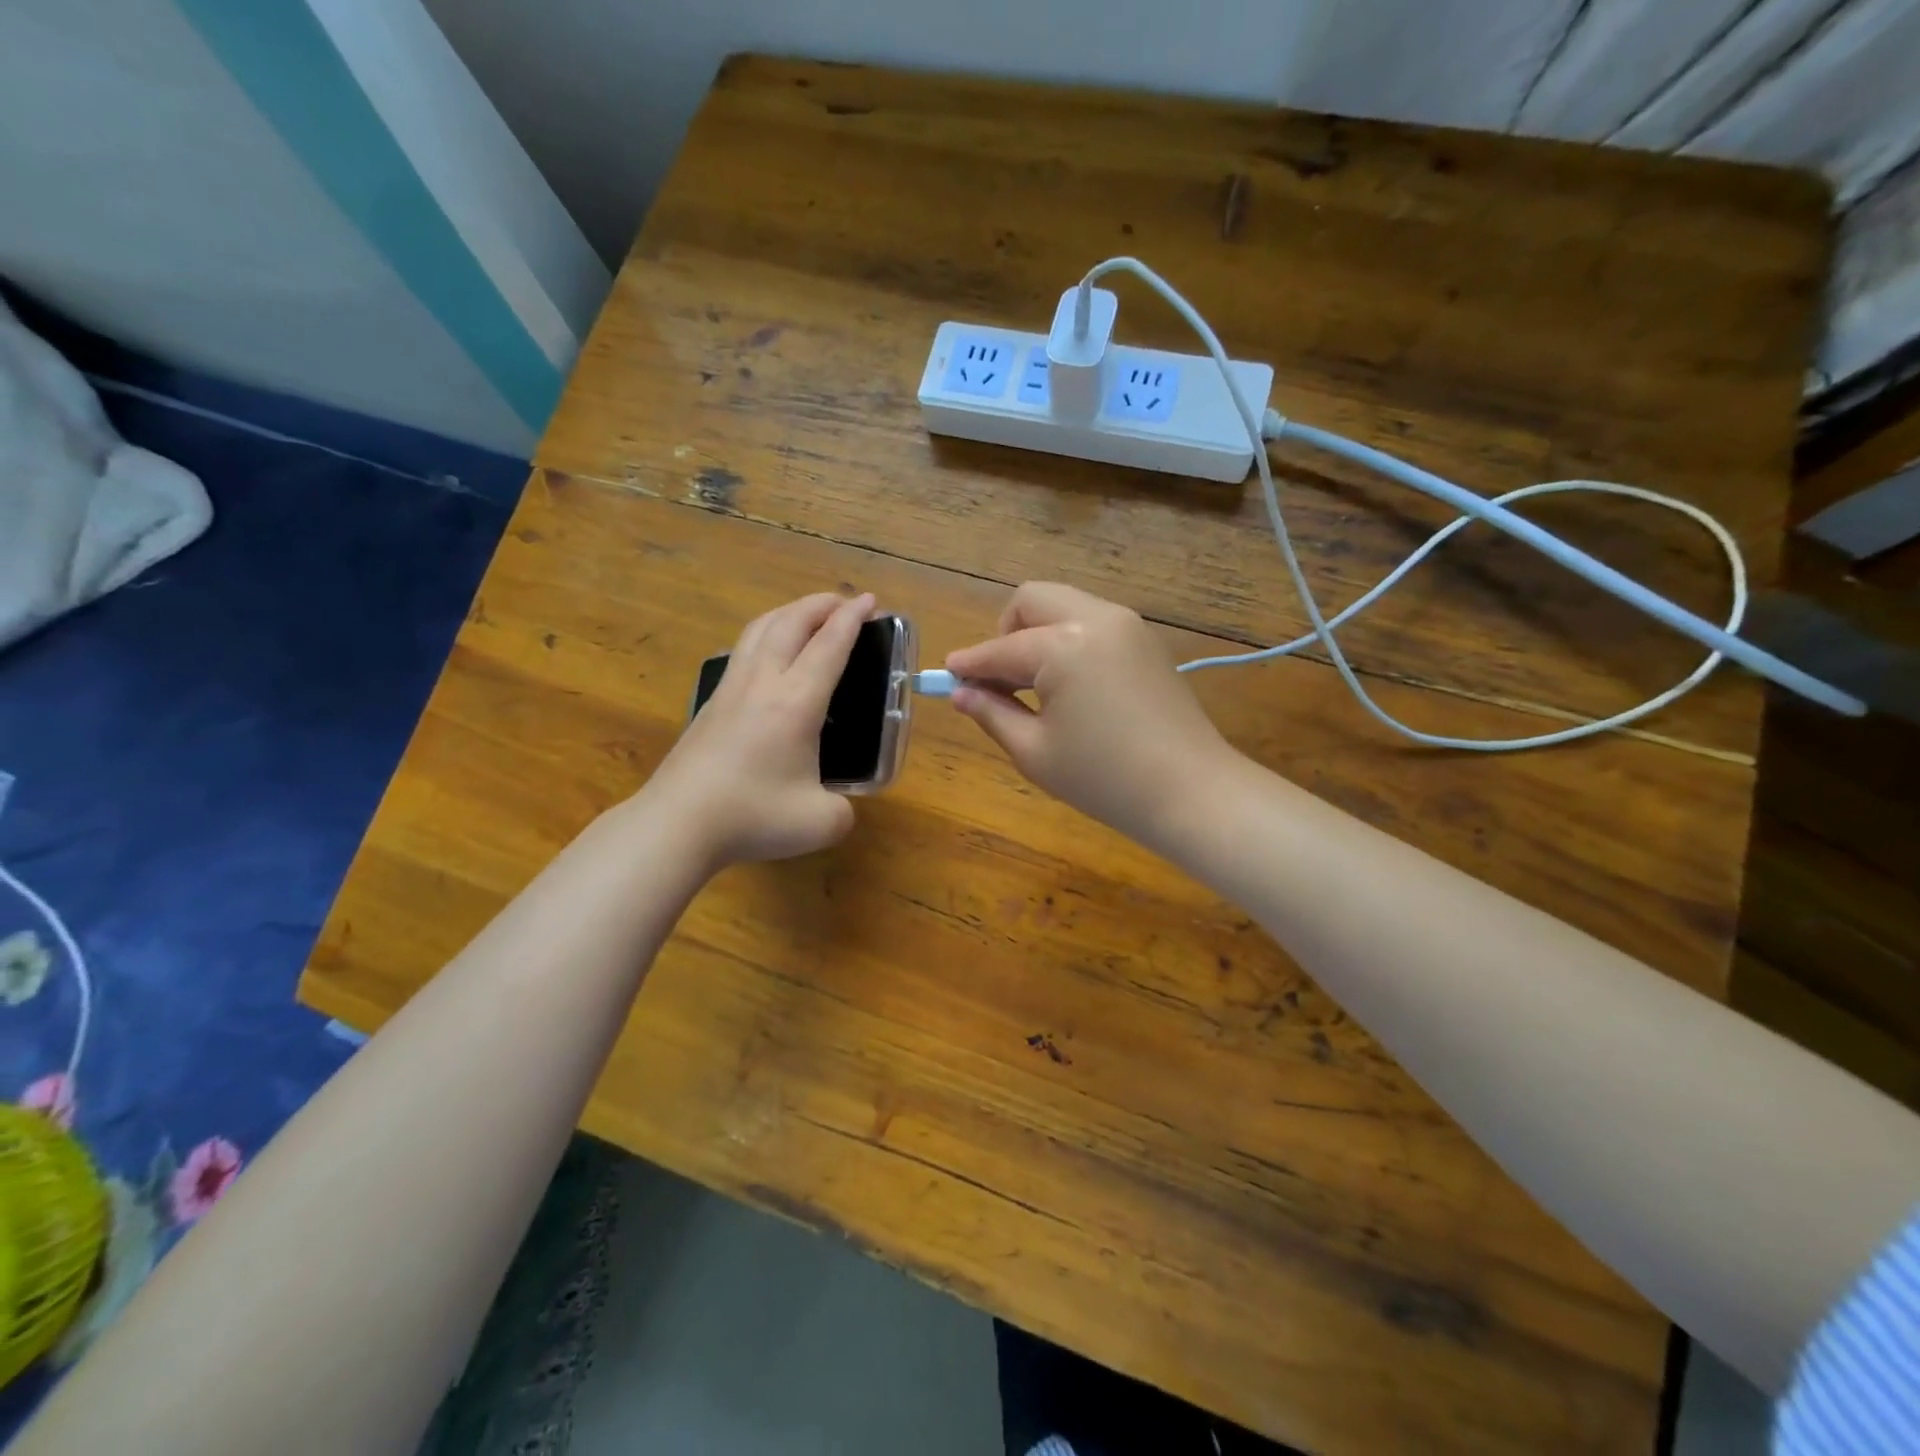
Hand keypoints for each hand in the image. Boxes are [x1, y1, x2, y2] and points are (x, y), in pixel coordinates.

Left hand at [644, 592, 872, 865]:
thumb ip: (842, 810)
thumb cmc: (753, 817)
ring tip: (806, 615)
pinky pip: (742, 651)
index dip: (853, 618)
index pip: (829, 645)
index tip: (870, 600)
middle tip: (844, 602)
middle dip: (821, 604)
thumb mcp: (821, 823)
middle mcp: (762, 683)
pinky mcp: (710, 704)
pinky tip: (767, 655)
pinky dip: (765, 636)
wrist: (677, 823)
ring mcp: (730, 690)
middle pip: (790, 622)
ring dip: (789, 613)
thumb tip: (836, 804)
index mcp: (796, 702)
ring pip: (759, 629)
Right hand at [945, 582, 1237, 844]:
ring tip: (1034, 687)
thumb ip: (992, 713)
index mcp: (1063, 645)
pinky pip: (1092, 623)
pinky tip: (1070, 686)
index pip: (1000, 649)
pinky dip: (1068, 641)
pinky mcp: (1147, 641)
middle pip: (1032, 600)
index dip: (969, 665)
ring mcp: (1128, 625)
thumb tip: (962, 693)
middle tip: (1001, 680)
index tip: (947, 678)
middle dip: (1005, 633)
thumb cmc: (1104, 779)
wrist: (1191, 792)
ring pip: (1065, 606)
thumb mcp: (1035, 752)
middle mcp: (1096, 618)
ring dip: (1038, 634)